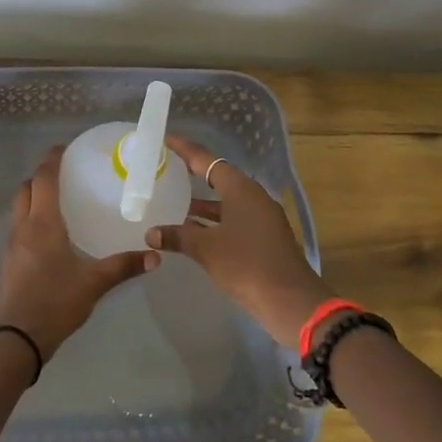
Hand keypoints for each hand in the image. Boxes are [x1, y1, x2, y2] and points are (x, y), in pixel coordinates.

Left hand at [0, 145, 156, 361]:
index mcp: (42, 223)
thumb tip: (156, 256)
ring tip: (58, 201)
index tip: (63, 148)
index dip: (51, 160)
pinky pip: (19, 228)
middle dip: (40, 176)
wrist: (14, 339)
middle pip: (25, 189)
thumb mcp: (93, 283)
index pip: (43, 179)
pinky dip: (31, 218)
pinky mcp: (9, 262)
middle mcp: (23, 227)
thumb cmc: (54, 303)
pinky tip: (50, 235)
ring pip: (19, 208)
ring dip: (33, 197)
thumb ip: (123, 267)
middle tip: (64, 174)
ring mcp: (12, 245)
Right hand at [147, 135, 331, 347]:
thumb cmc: (246, 265)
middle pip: (217, 177)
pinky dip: (212, 222)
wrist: (290, 301)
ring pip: (225, 202)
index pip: (207, 160)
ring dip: (201, 203)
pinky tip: (191, 231)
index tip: (165, 139)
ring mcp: (260, 218)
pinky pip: (232, 219)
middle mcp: (252, 197)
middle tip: (165, 169)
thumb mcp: (206, 249)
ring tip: (171, 201)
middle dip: (191, 174)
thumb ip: (177, 236)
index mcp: (241, 189)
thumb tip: (151, 233)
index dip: (184, 149)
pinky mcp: (263, 238)